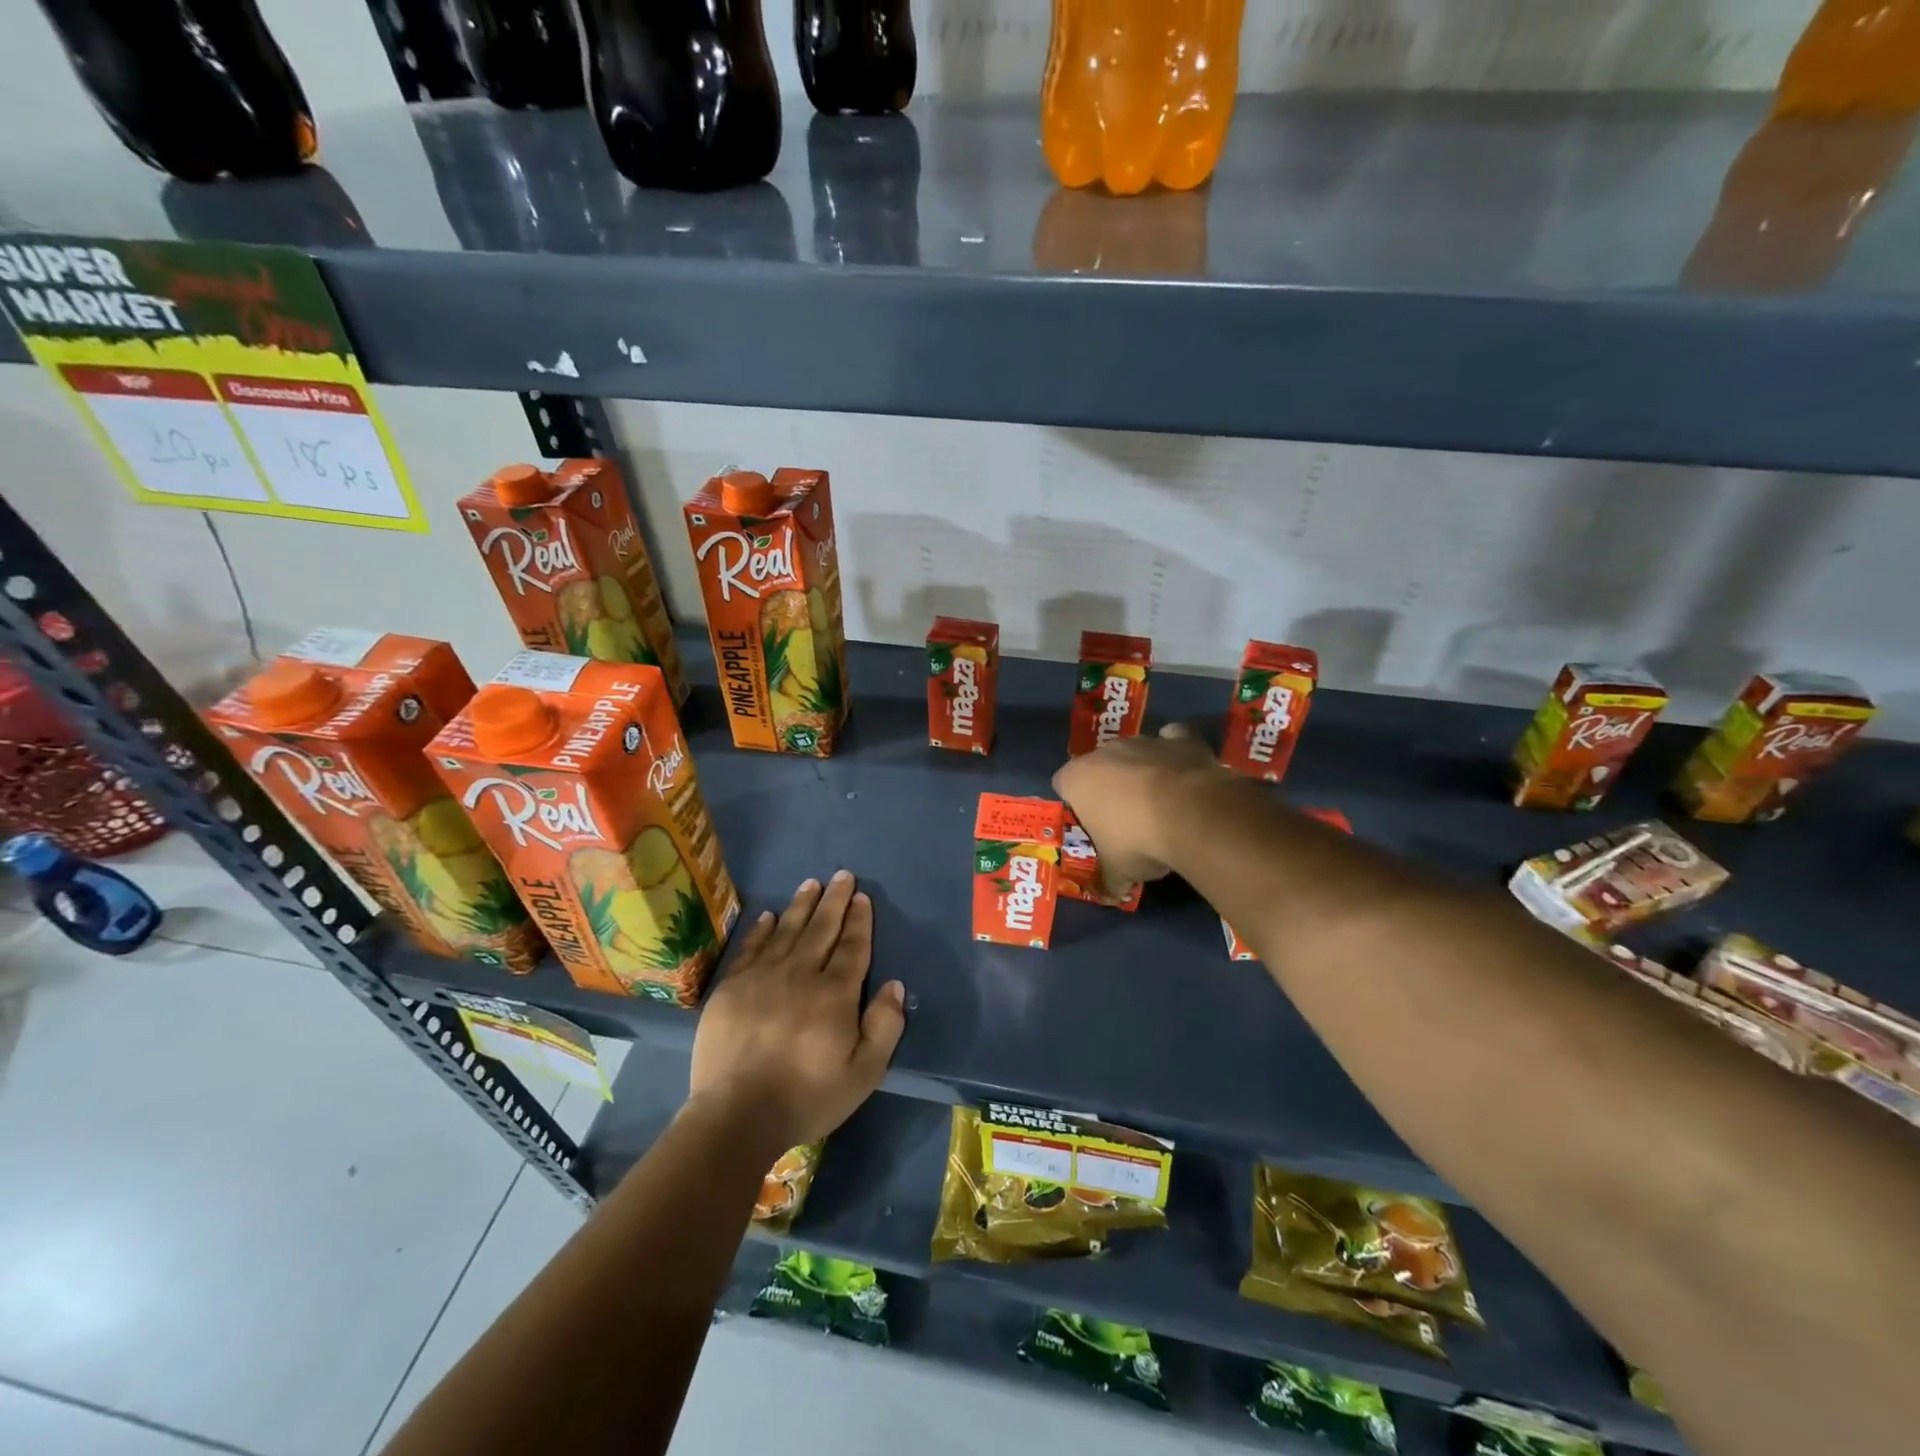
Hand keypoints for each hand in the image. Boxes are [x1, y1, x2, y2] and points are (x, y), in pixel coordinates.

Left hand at [689, 871, 906, 1154]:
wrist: (736, 1115)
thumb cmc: (807, 1097)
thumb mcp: (864, 1074)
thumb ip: (884, 1027)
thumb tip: (894, 985)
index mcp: (835, 993)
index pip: (852, 946)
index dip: (859, 920)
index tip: (862, 897)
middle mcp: (801, 974)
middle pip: (821, 929)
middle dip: (834, 900)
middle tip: (842, 875)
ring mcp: (762, 977)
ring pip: (787, 930)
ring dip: (801, 905)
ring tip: (811, 884)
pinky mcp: (731, 987)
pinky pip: (751, 947)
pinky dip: (762, 929)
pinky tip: (769, 916)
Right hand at [1052, 723, 1219, 894]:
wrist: (1190, 815)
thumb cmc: (1137, 841)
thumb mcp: (1118, 870)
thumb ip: (1110, 878)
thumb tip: (1110, 894)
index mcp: (1077, 779)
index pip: (1062, 783)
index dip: (1074, 802)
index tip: (1088, 822)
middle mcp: (1105, 752)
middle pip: (1099, 765)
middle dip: (1109, 785)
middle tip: (1124, 817)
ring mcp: (1144, 741)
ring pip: (1136, 752)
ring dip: (1142, 770)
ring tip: (1160, 801)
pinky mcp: (1180, 739)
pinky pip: (1173, 740)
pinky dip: (1176, 753)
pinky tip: (1184, 772)